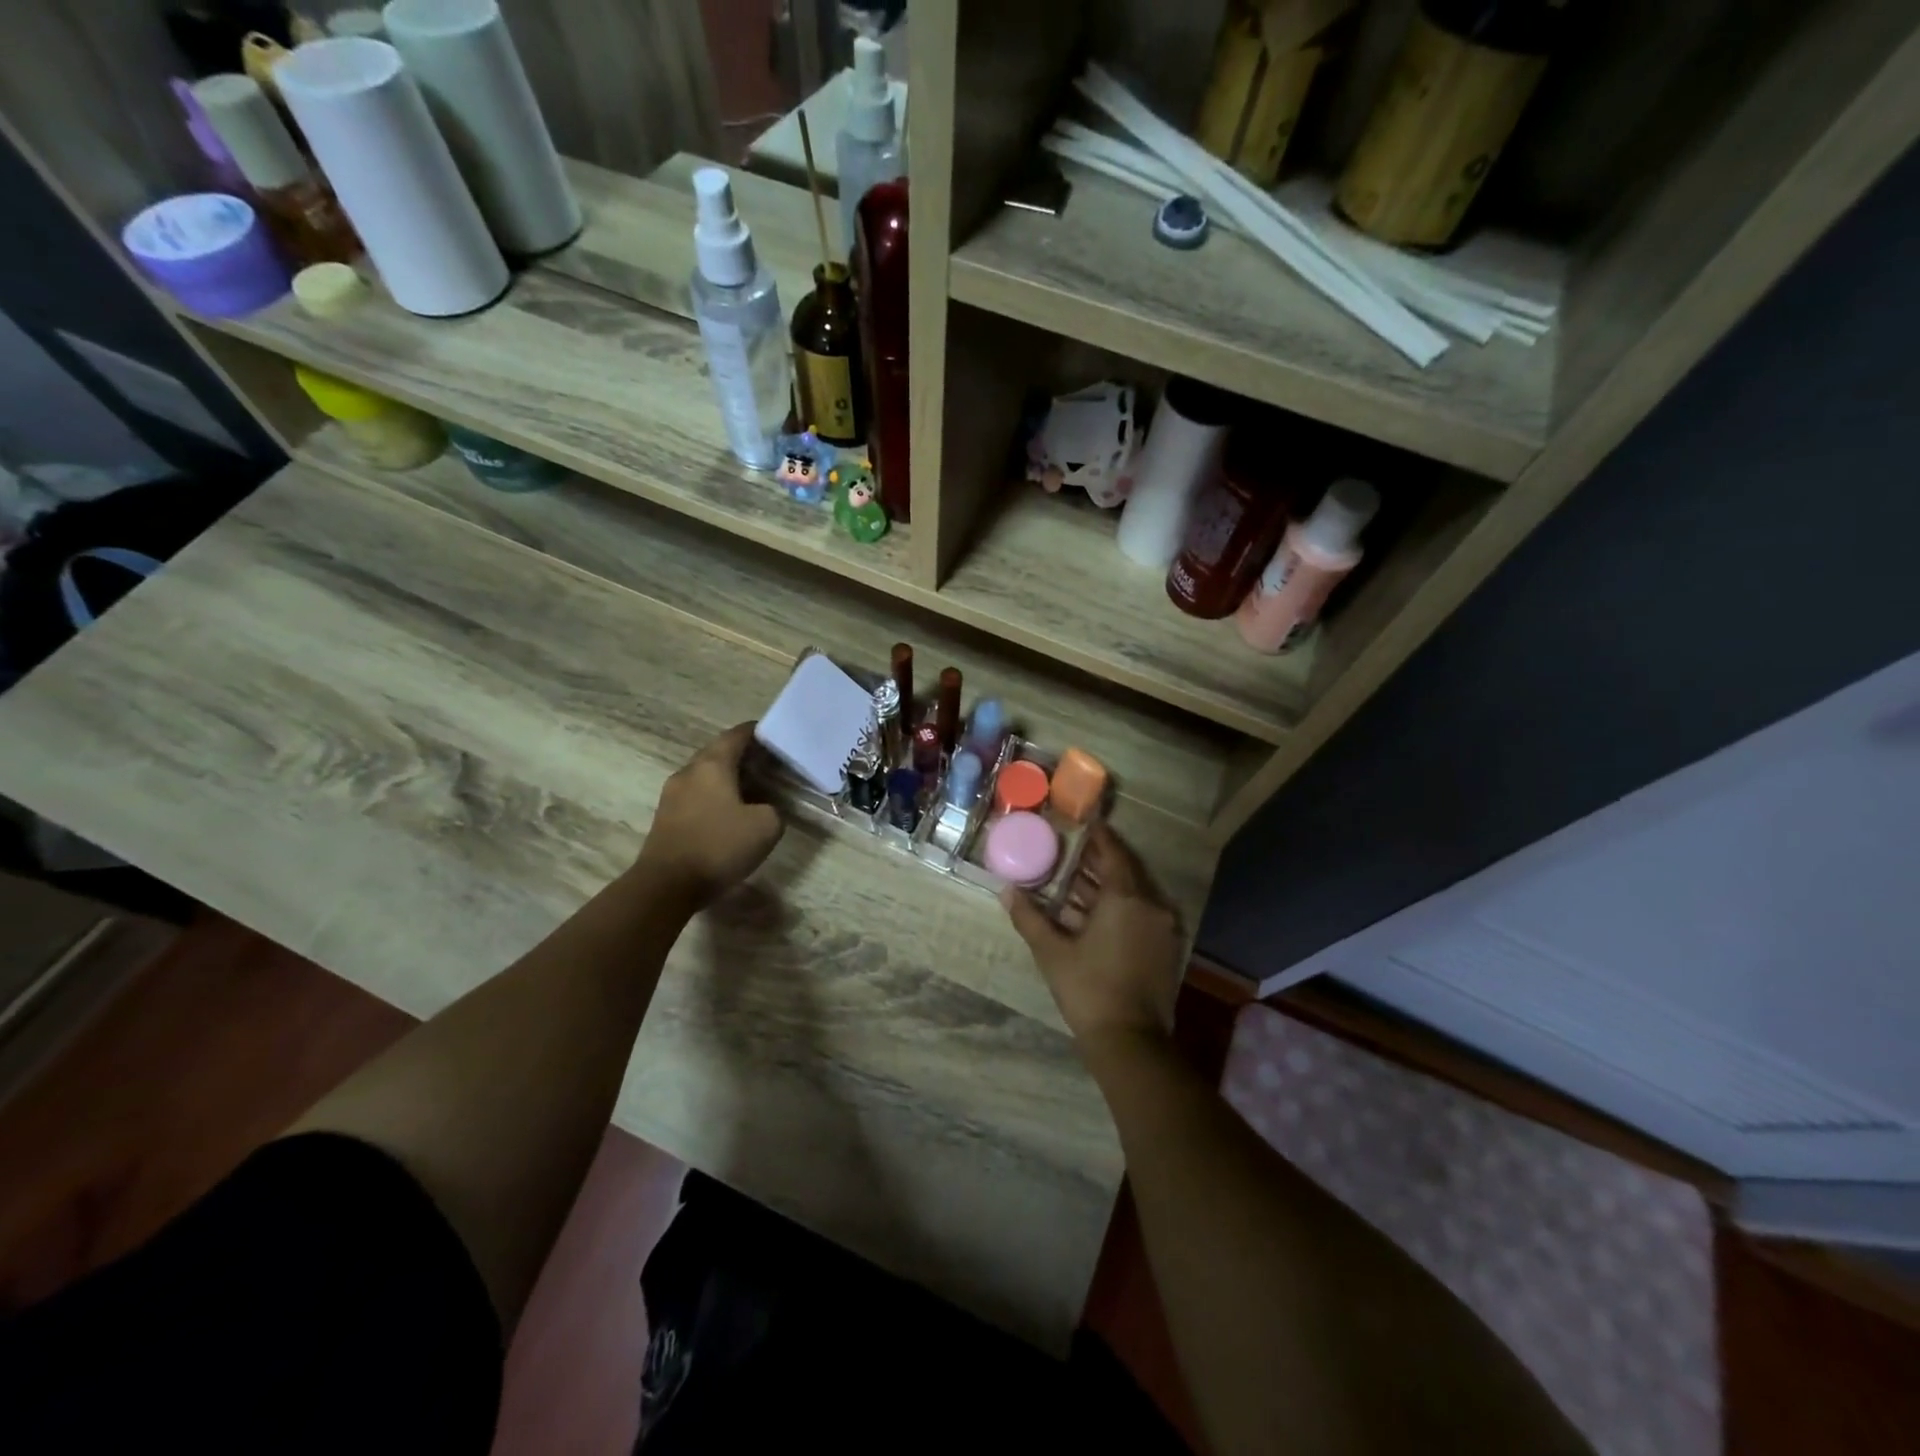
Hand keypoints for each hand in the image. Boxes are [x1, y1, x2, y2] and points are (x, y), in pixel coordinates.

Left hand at [637, 723, 784, 907]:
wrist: (666, 885)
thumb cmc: (718, 846)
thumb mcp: (766, 826)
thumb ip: (773, 809)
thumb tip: (764, 809)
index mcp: (712, 765)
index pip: (737, 734)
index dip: (758, 732)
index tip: (775, 737)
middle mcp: (689, 772)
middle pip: (718, 752)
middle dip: (743, 755)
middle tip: (768, 765)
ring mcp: (672, 795)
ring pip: (705, 775)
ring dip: (727, 778)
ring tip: (752, 790)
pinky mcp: (665, 817)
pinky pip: (695, 796)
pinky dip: (714, 797)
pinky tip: (729, 814)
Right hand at [1003, 825, 1182, 1046]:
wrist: (1130, 1041)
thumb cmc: (1088, 989)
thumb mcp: (1052, 952)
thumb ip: (1029, 917)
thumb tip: (1006, 891)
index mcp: (1126, 898)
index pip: (1114, 853)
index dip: (1099, 836)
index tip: (1084, 822)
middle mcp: (1150, 906)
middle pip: (1124, 872)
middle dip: (1098, 861)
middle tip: (1072, 850)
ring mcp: (1161, 929)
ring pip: (1132, 895)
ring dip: (1105, 887)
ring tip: (1073, 881)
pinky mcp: (1164, 949)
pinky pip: (1140, 914)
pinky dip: (1117, 908)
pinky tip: (1090, 914)